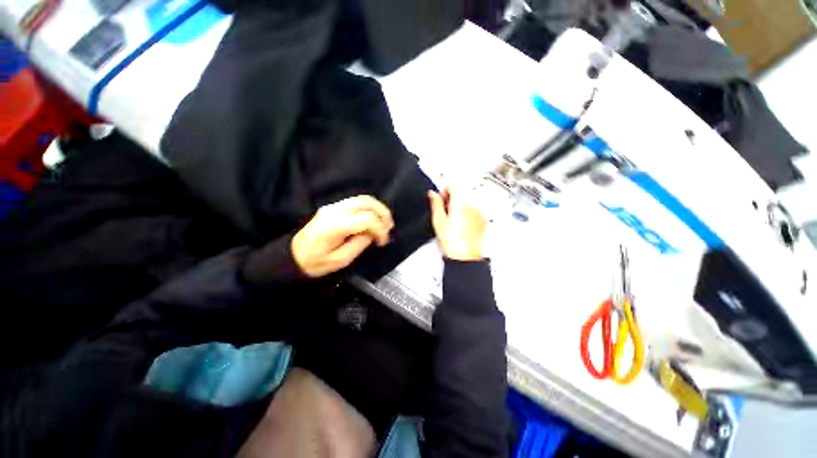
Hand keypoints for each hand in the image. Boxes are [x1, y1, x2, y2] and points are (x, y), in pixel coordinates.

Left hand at [292, 195, 393, 276]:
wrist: (292, 256)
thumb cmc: (315, 262)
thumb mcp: (340, 260)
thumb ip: (359, 244)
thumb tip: (372, 234)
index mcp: (335, 225)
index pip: (366, 219)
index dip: (380, 229)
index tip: (383, 242)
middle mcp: (334, 210)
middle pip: (366, 202)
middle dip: (382, 213)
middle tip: (389, 227)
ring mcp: (333, 206)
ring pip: (362, 199)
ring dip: (377, 209)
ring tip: (384, 223)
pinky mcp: (333, 207)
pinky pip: (356, 202)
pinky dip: (369, 209)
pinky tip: (373, 219)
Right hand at [428, 188, 486, 260]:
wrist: (465, 257)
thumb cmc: (453, 242)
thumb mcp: (438, 221)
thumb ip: (435, 203)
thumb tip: (432, 194)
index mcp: (460, 202)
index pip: (452, 187)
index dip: (443, 193)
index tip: (441, 202)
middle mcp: (473, 205)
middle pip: (461, 193)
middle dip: (452, 200)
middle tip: (445, 213)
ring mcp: (480, 212)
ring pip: (467, 201)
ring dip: (460, 206)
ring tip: (454, 221)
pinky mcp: (483, 220)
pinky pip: (474, 210)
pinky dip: (468, 213)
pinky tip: (462, 225)